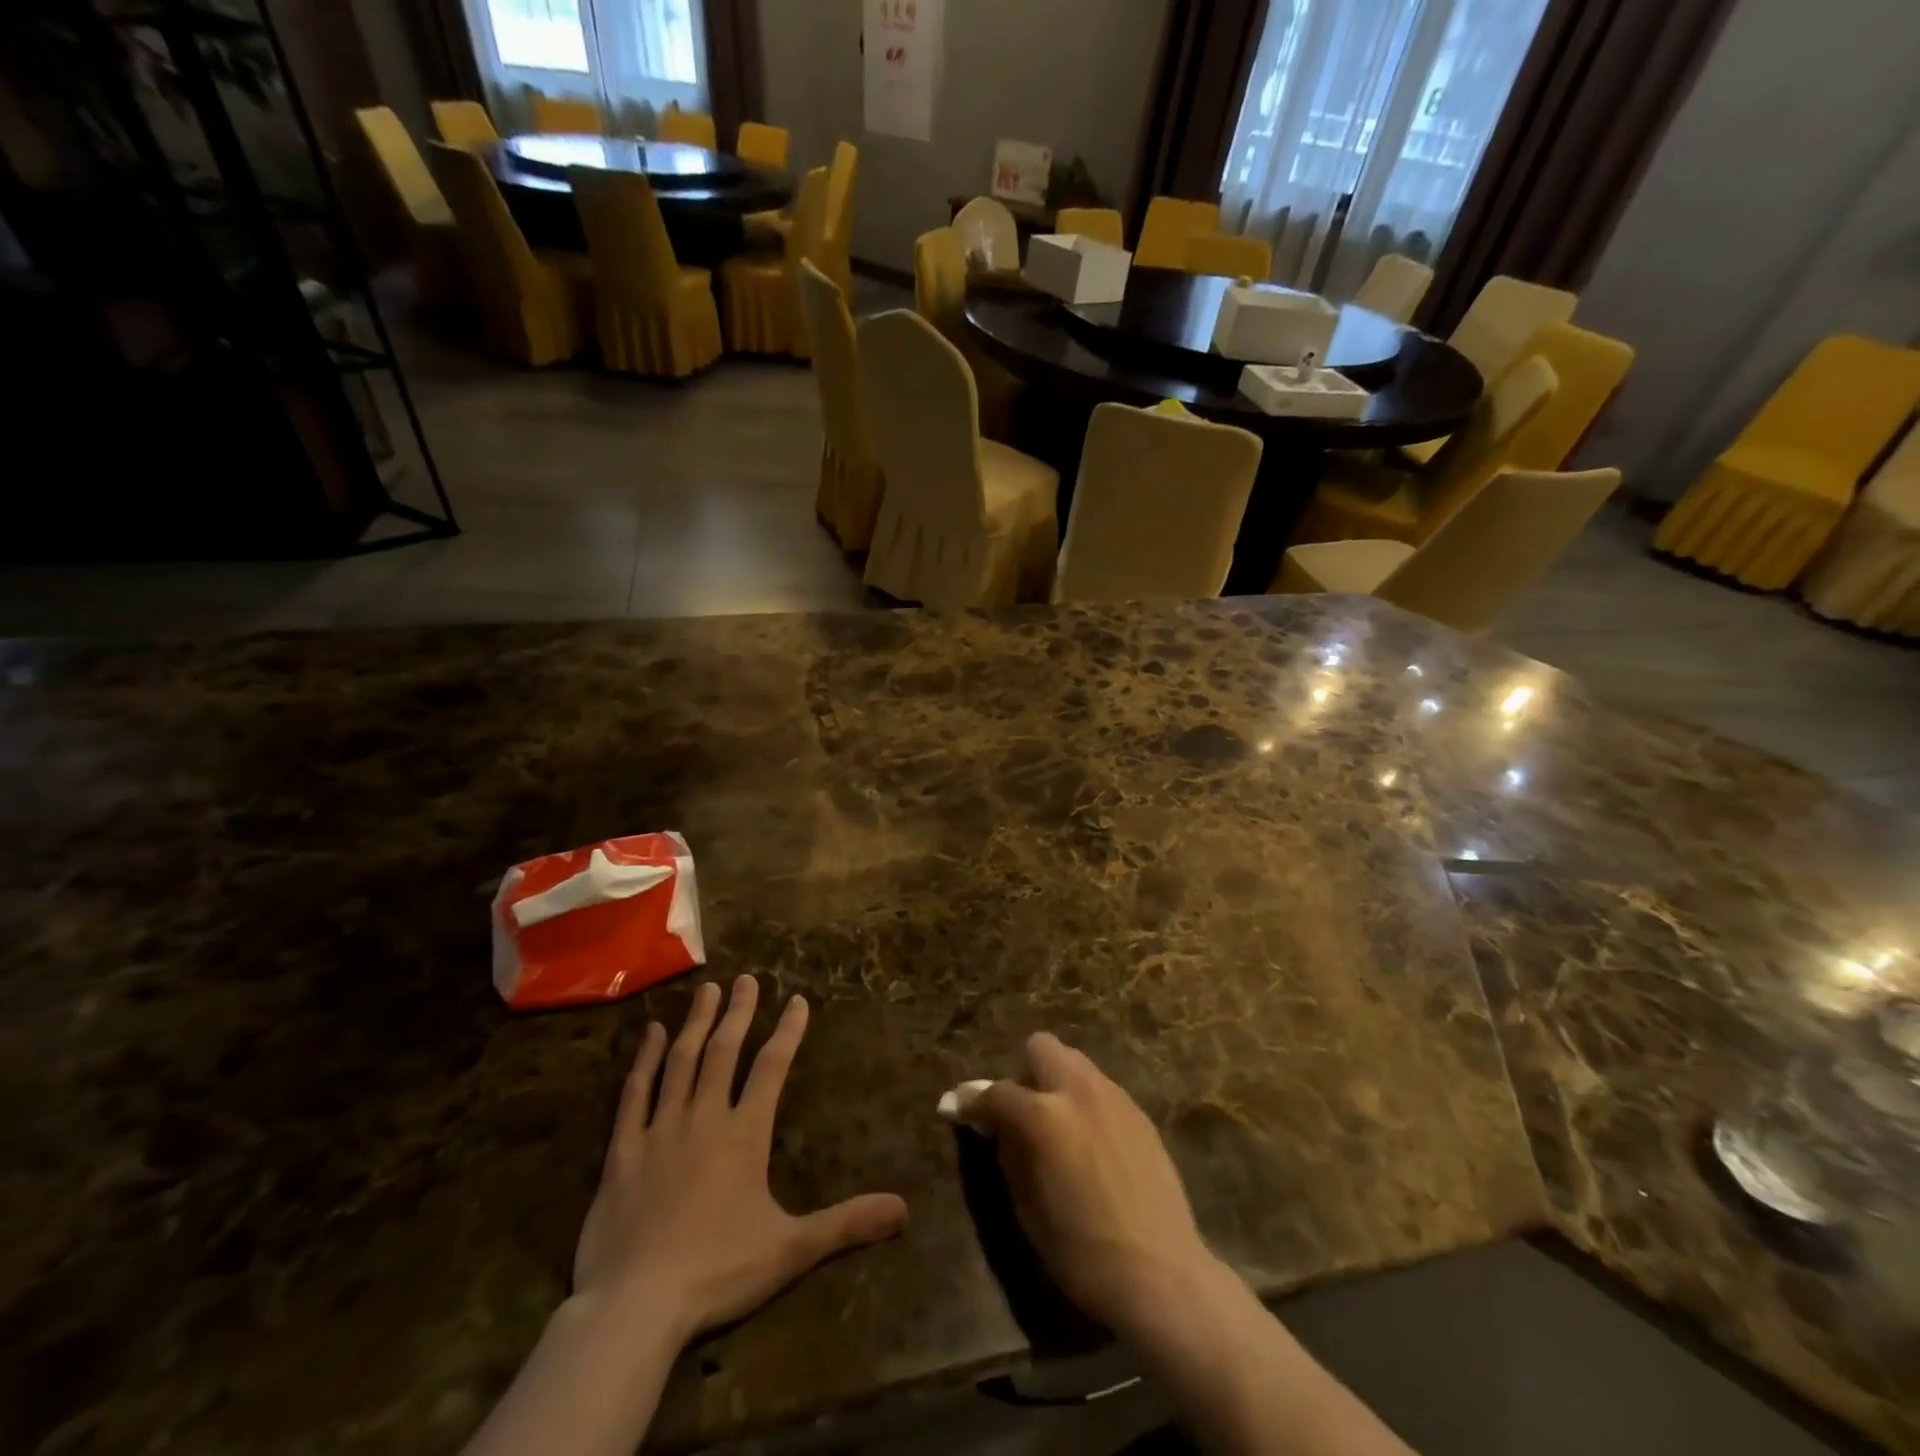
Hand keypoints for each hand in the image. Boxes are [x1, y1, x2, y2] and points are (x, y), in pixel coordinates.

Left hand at [573, 976, 907, 1339]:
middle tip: (746, 979)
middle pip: (724, 1051)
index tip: (797, 1000)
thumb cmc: (717, 1273)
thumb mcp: (791, 1250)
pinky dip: (644, 1060)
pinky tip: (652, 1033)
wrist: (634, 1308)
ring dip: (696, 1023)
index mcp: (744, 1134)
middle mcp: (704, 1118)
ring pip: (681, 1062)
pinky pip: (635, 1094)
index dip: (787, 1031)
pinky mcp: (623, 1151)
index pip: (772, 1067)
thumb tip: (903, 1209)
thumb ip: (846, 1224)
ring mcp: (660, 1130)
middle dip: (738, 1012)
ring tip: (706, 990)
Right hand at [961, 1033, 1219, 1338]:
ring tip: (1059, 1128)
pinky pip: (1102, 1089)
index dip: (971, 1102)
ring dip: (1057, 1084)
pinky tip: (1092, 1144)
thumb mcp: (1027, 1208)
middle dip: (1024, 1072)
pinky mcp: (1139, 1113)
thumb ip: (1008, 1154)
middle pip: (1041, 1047)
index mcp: (1044, 1116)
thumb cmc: (1082, 1253)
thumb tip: (993, 1127)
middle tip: (1022, 1114)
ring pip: (1075, 1062)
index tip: (958, 1110)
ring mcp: (1114, 1097)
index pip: (995, 1092)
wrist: (1162, 1275)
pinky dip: (1086, 1103)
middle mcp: (1078, 1091)